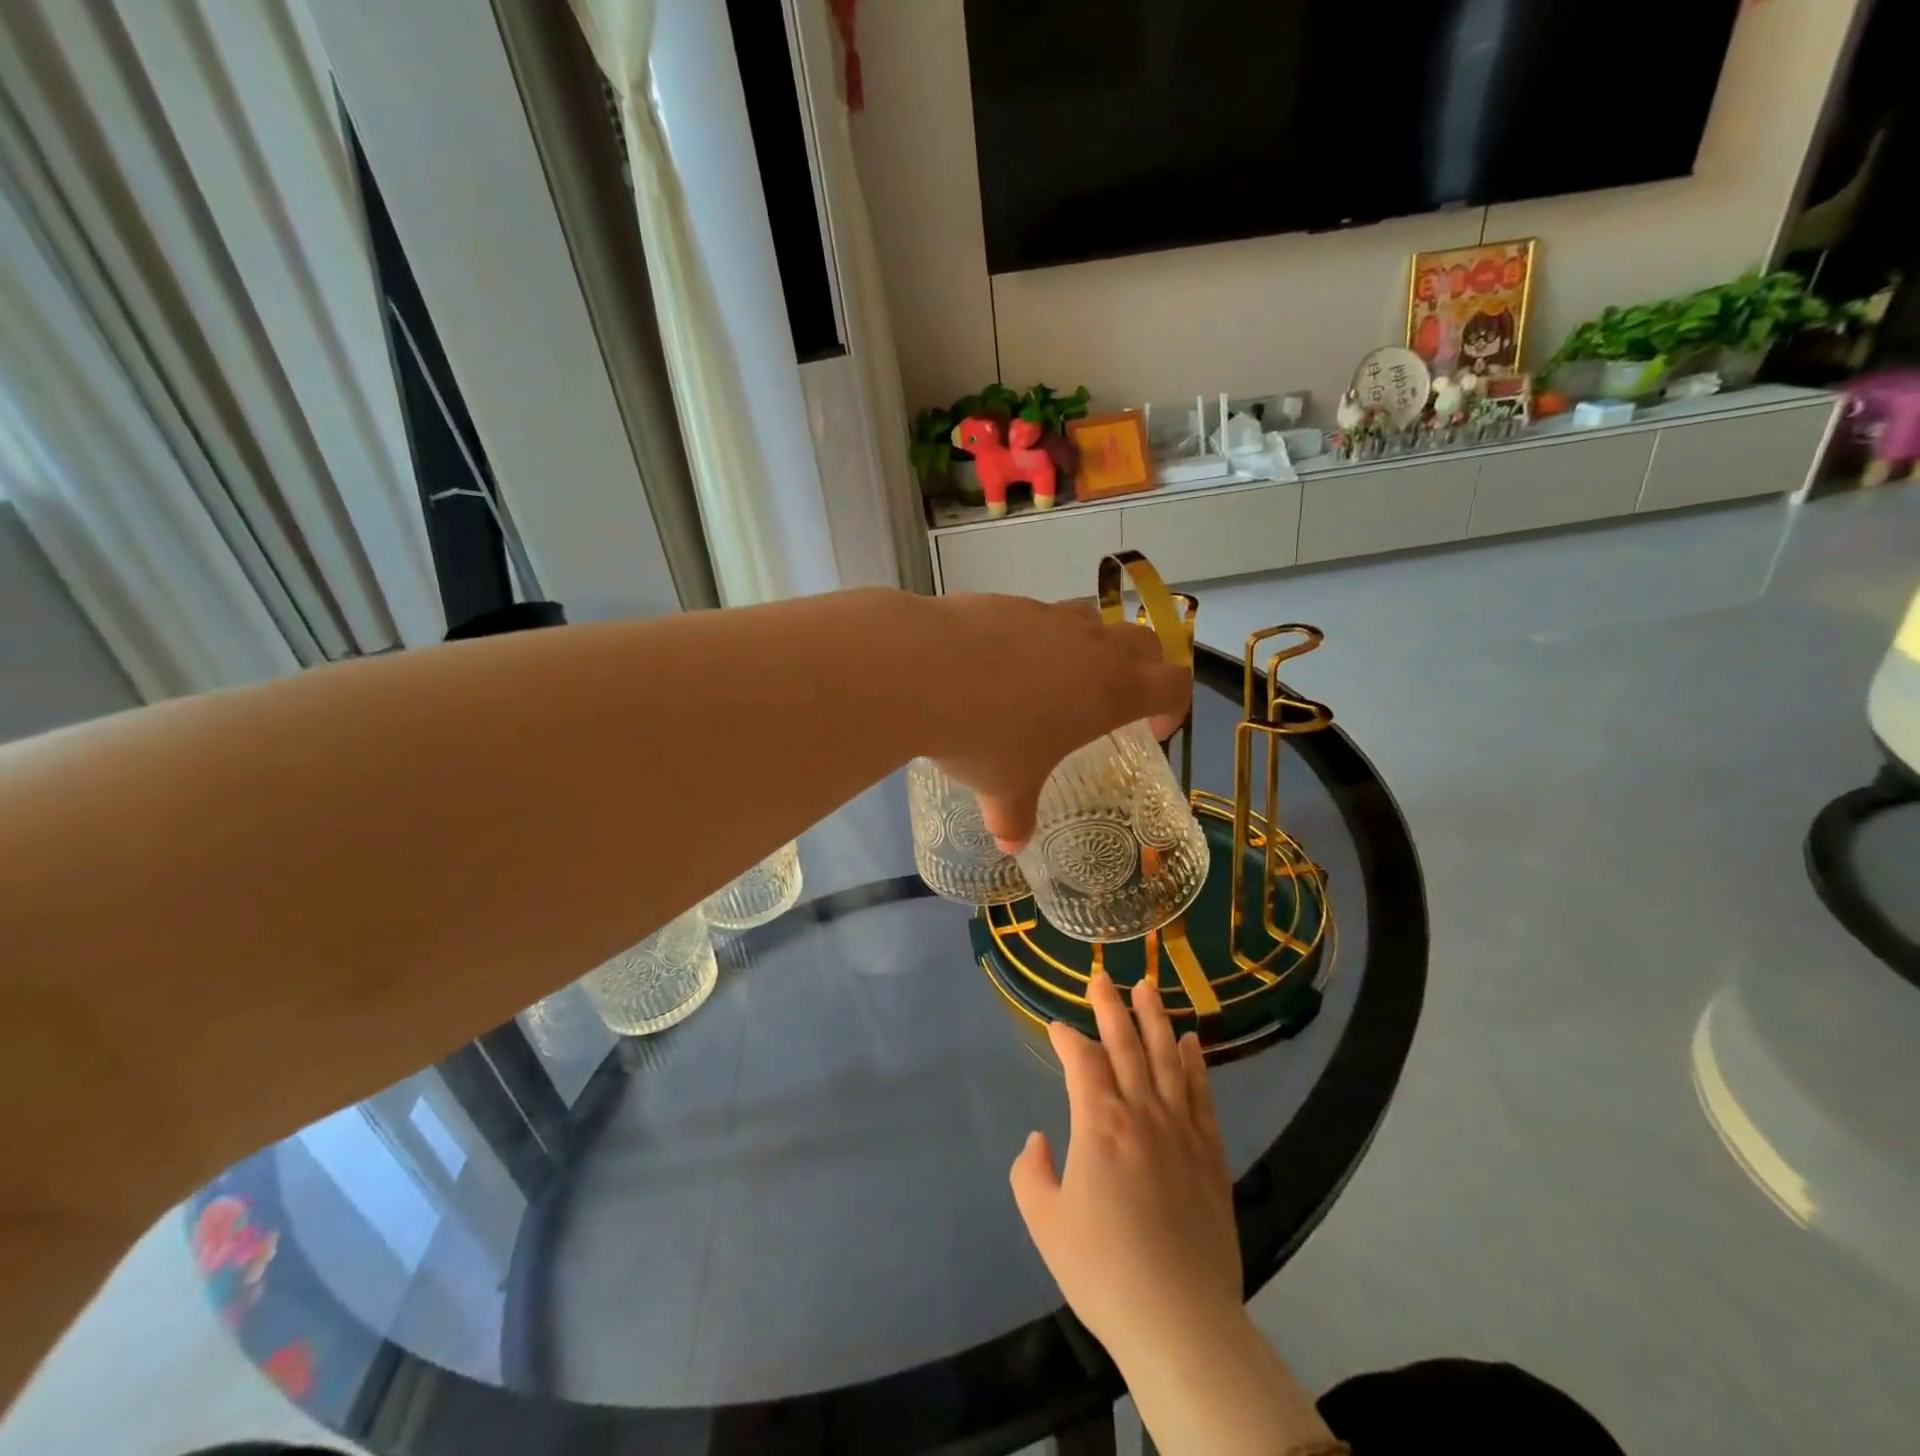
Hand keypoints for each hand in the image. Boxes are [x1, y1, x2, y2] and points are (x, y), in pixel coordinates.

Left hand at [917, 594, 1190, 846]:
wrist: (921, 670)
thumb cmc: (983, 737)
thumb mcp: (1004, 789)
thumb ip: (1015, 818)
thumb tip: (1011, 844)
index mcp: (1110, 691)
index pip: (1173, 685)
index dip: (1173, 707)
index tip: (1150, 730)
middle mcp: (1090, 646)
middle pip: (1145, 641)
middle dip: (1143, 669)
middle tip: (1115, 700)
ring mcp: (1049, 616)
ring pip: (1092, 620)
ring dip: (1091, 646)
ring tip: (1057, 679)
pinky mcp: (1009, 601)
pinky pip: (1039, 615)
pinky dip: (1036, 636)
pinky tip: (999, 664)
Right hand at [1009, 971, 1241, 1364]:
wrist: (1179, 1321)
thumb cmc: (1103, 1271)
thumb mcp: (1045, 1223)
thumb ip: (1032, 1173)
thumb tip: (1041, 1140)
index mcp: (1099, 1124)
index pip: (1081, 1061)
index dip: (1065, 1038)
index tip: (1054, 1026)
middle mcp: (1141, 1113)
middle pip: (1126, 1045)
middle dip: (1110, 1007)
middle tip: (1102, 977)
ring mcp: (1181, 1130)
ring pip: (1166, 1058)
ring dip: (1155, 1019)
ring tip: (1148, 987)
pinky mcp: (1210, 1153)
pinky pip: (1201, 1094)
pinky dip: (1194, 1063)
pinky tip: (1190, 1042)